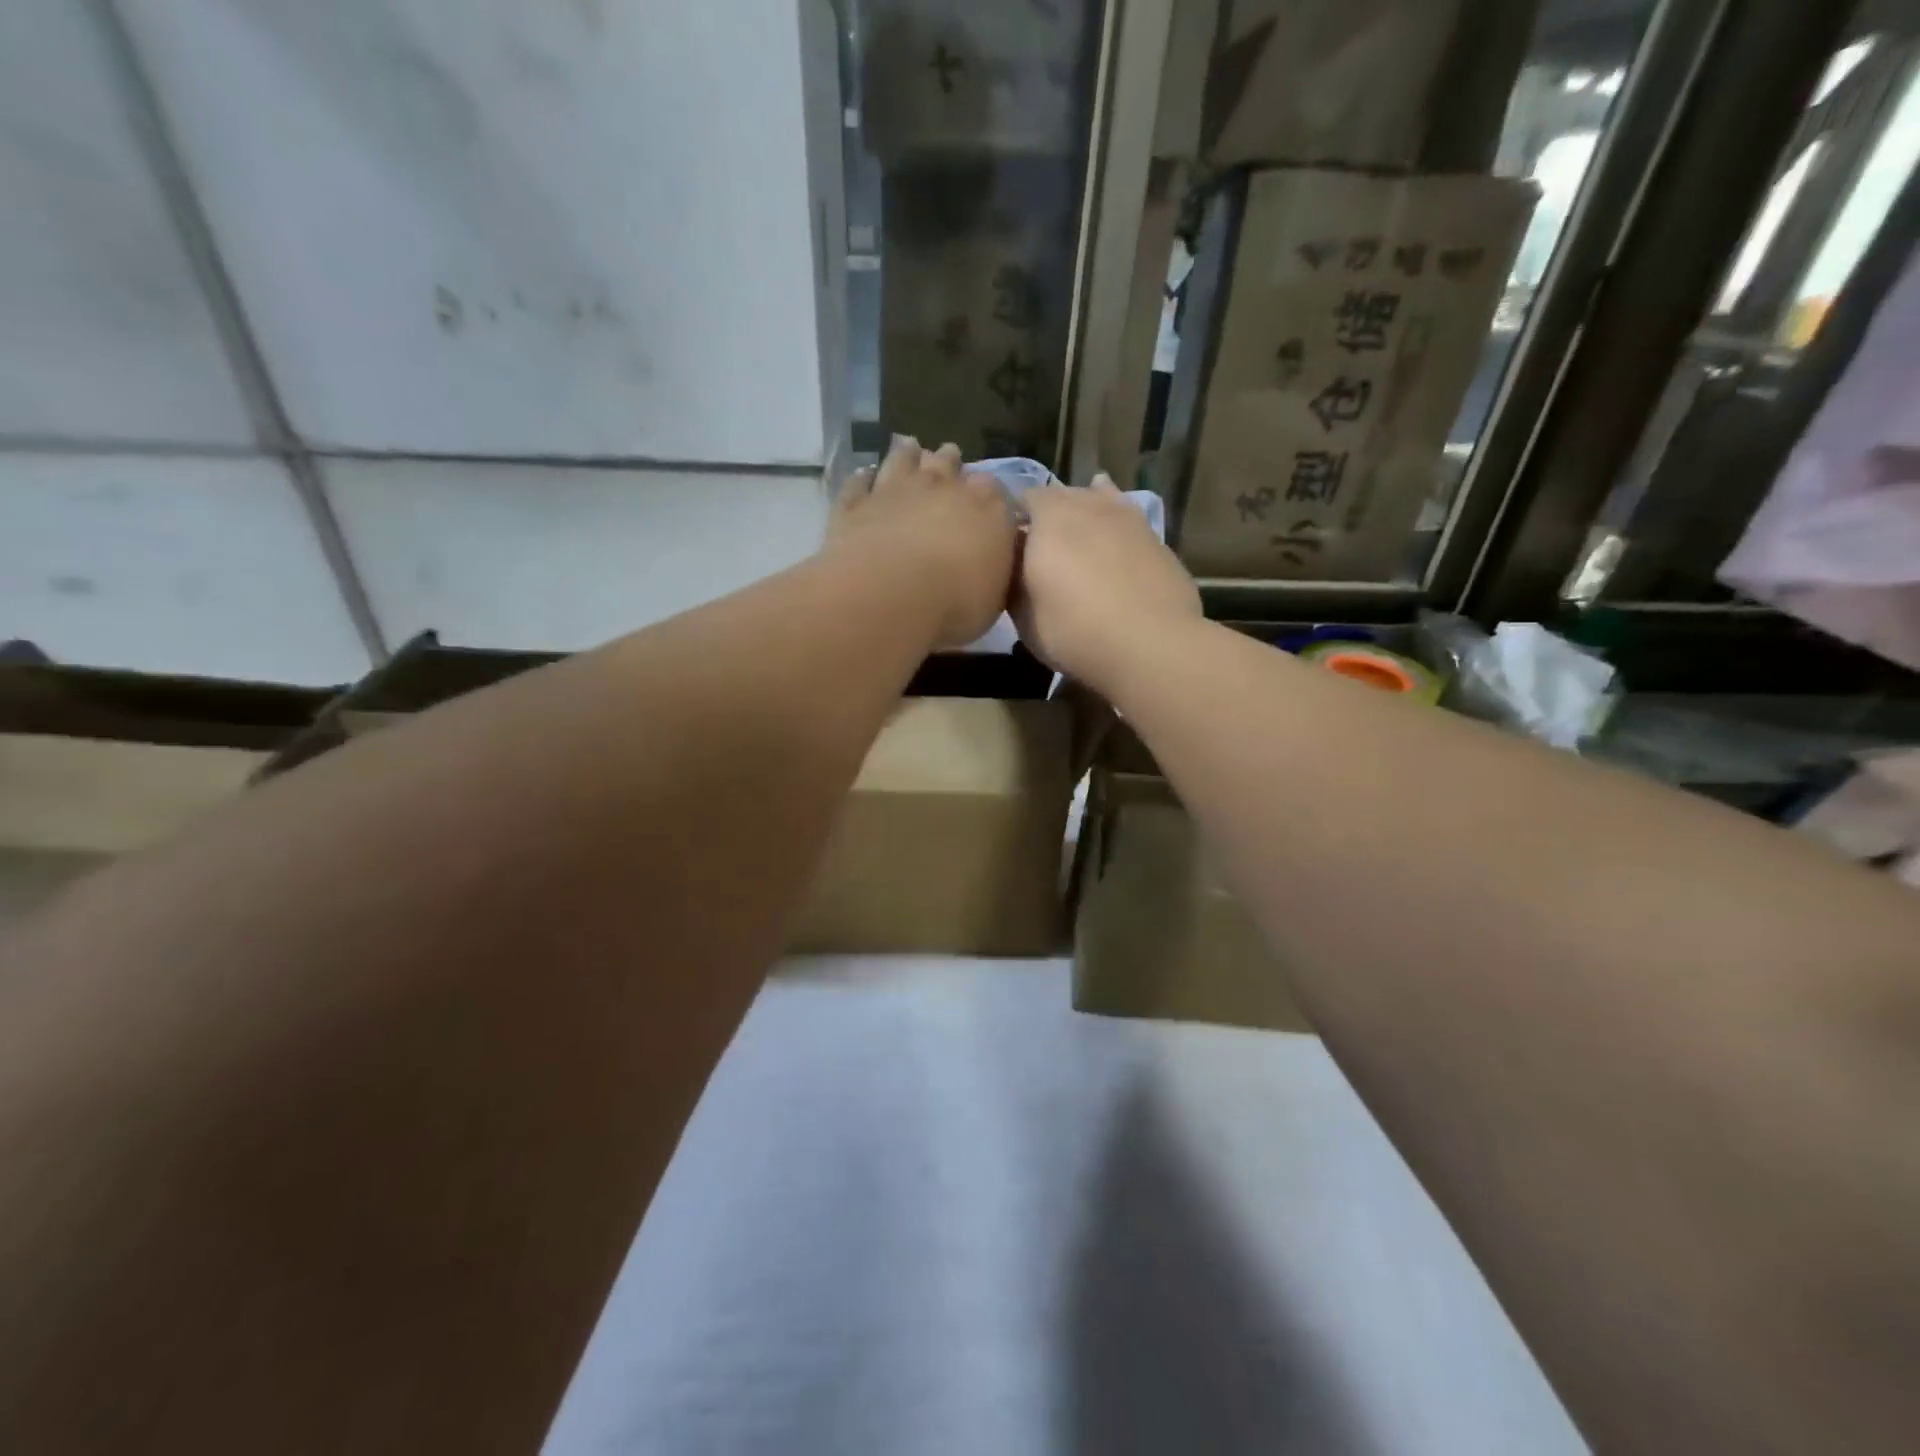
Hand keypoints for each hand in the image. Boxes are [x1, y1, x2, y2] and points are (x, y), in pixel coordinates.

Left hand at [828, 437, 1017, 649]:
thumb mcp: (994, 599)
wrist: (891, 596)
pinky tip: (864, 476)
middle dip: (950, 462)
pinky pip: (859, 483)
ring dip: (907, 454)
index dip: (989, 495)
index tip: (987, 501)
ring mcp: (895, 490)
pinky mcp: (856, 503)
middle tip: (949, 459)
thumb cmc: (956, 604)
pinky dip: (863, 479)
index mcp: (987, 509)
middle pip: (948, 463)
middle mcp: (942, 487)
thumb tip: (995, 560)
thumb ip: (996, 572)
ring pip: (903, 459)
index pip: (995, 491)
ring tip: (909, 447)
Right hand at [1013, 475, 1201, 693]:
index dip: (1011, 521)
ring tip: (1077, 538)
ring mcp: (1127, 517)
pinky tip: (1114, 539)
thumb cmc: (1075, 632)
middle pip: (1061, 497)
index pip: (1021, 500)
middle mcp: (1088, 505)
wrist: (1153, 646)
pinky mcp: (1156, 538)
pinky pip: (1127, 521)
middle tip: (1039, 550)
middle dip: (1047, 516)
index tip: (1006, 548)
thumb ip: (1014, 584)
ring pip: (1098, 501)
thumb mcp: (1024, 620)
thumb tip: (1014, 569)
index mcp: (1049, 518)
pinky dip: (1115, 528)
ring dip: (1084, 515)